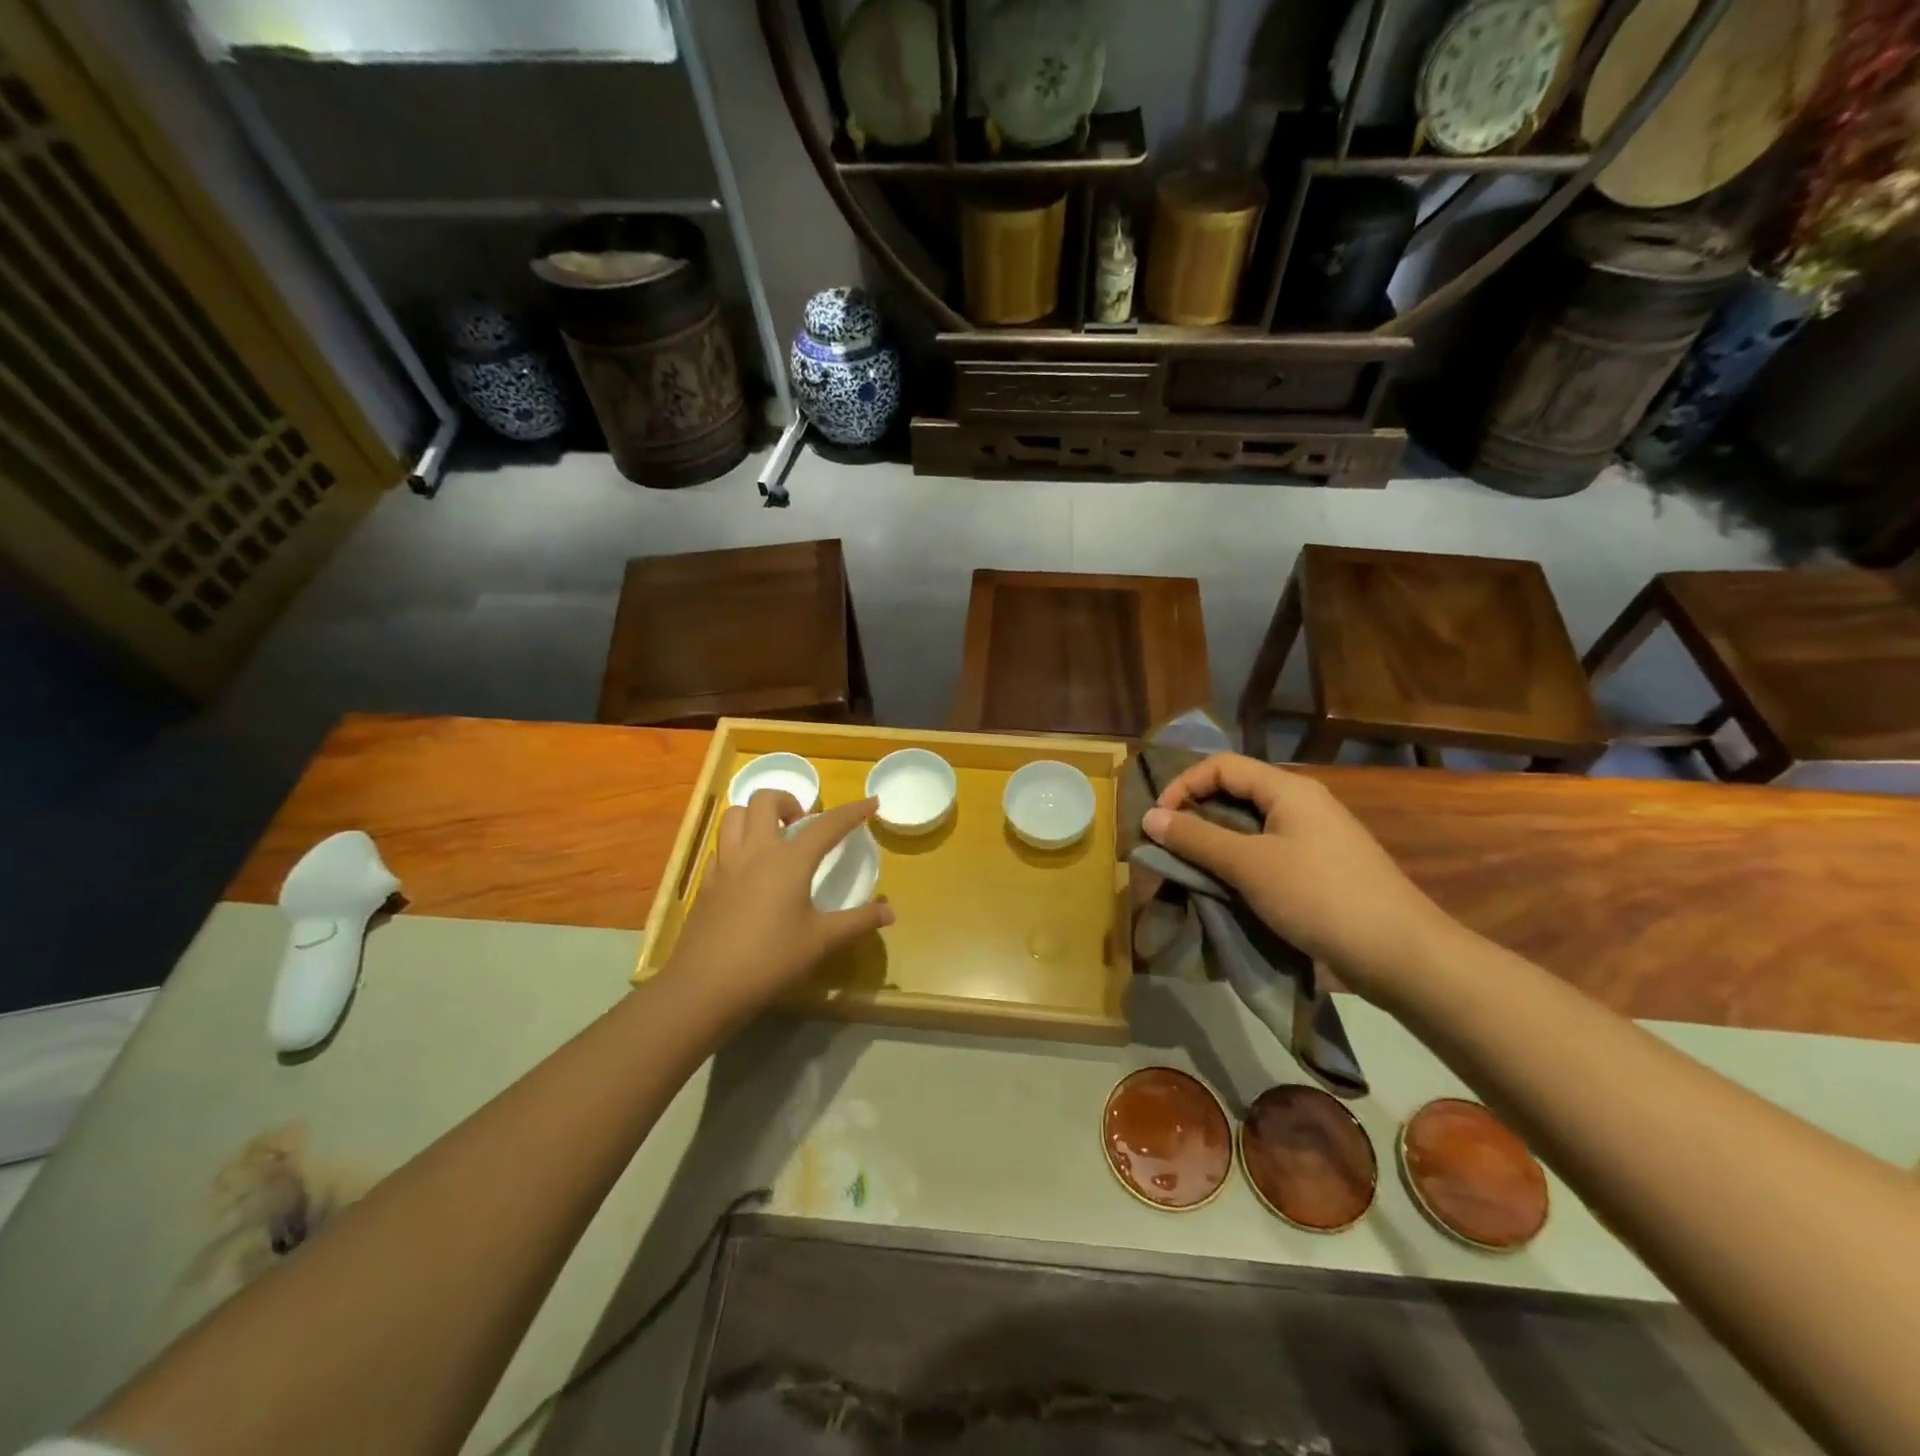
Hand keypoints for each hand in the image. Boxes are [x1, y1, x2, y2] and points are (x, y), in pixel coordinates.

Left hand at [662, 790, 892, 1021]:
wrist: (705, 986)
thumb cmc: (770, 960)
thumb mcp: (821, 942)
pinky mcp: (706, 883)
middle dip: (788, 800)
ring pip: (734, 815)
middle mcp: (755, 851)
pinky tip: (748, 870)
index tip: (872, 802)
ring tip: (773, 836)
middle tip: (803, 822)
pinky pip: (721, 846)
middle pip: (765, 800)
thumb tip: (890, 912)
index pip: (827, 825)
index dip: (853, 811)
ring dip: (756, 815)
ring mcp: (725, 865)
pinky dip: (738, 844)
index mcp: (789, 861)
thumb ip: (858, 922)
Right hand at [1142, 754, 1453, 1000]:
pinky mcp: (1322, 868)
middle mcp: (1303, 803)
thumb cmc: (1319, 897)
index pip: (1221, 766)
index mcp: (1288, 789)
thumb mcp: (1249, 865)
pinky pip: (1268, 851)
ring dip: (1216, 842)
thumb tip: (1150, 817)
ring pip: (1251, 826)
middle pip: (1236, 792)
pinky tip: (1229, 888)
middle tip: (1168, 846)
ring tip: (1191, 869)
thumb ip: (1196, 838)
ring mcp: (1316, 837)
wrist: (1401, 954)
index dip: (1183, 785)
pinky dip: (1240, 862)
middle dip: (1196, 814)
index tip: (1158, 821)